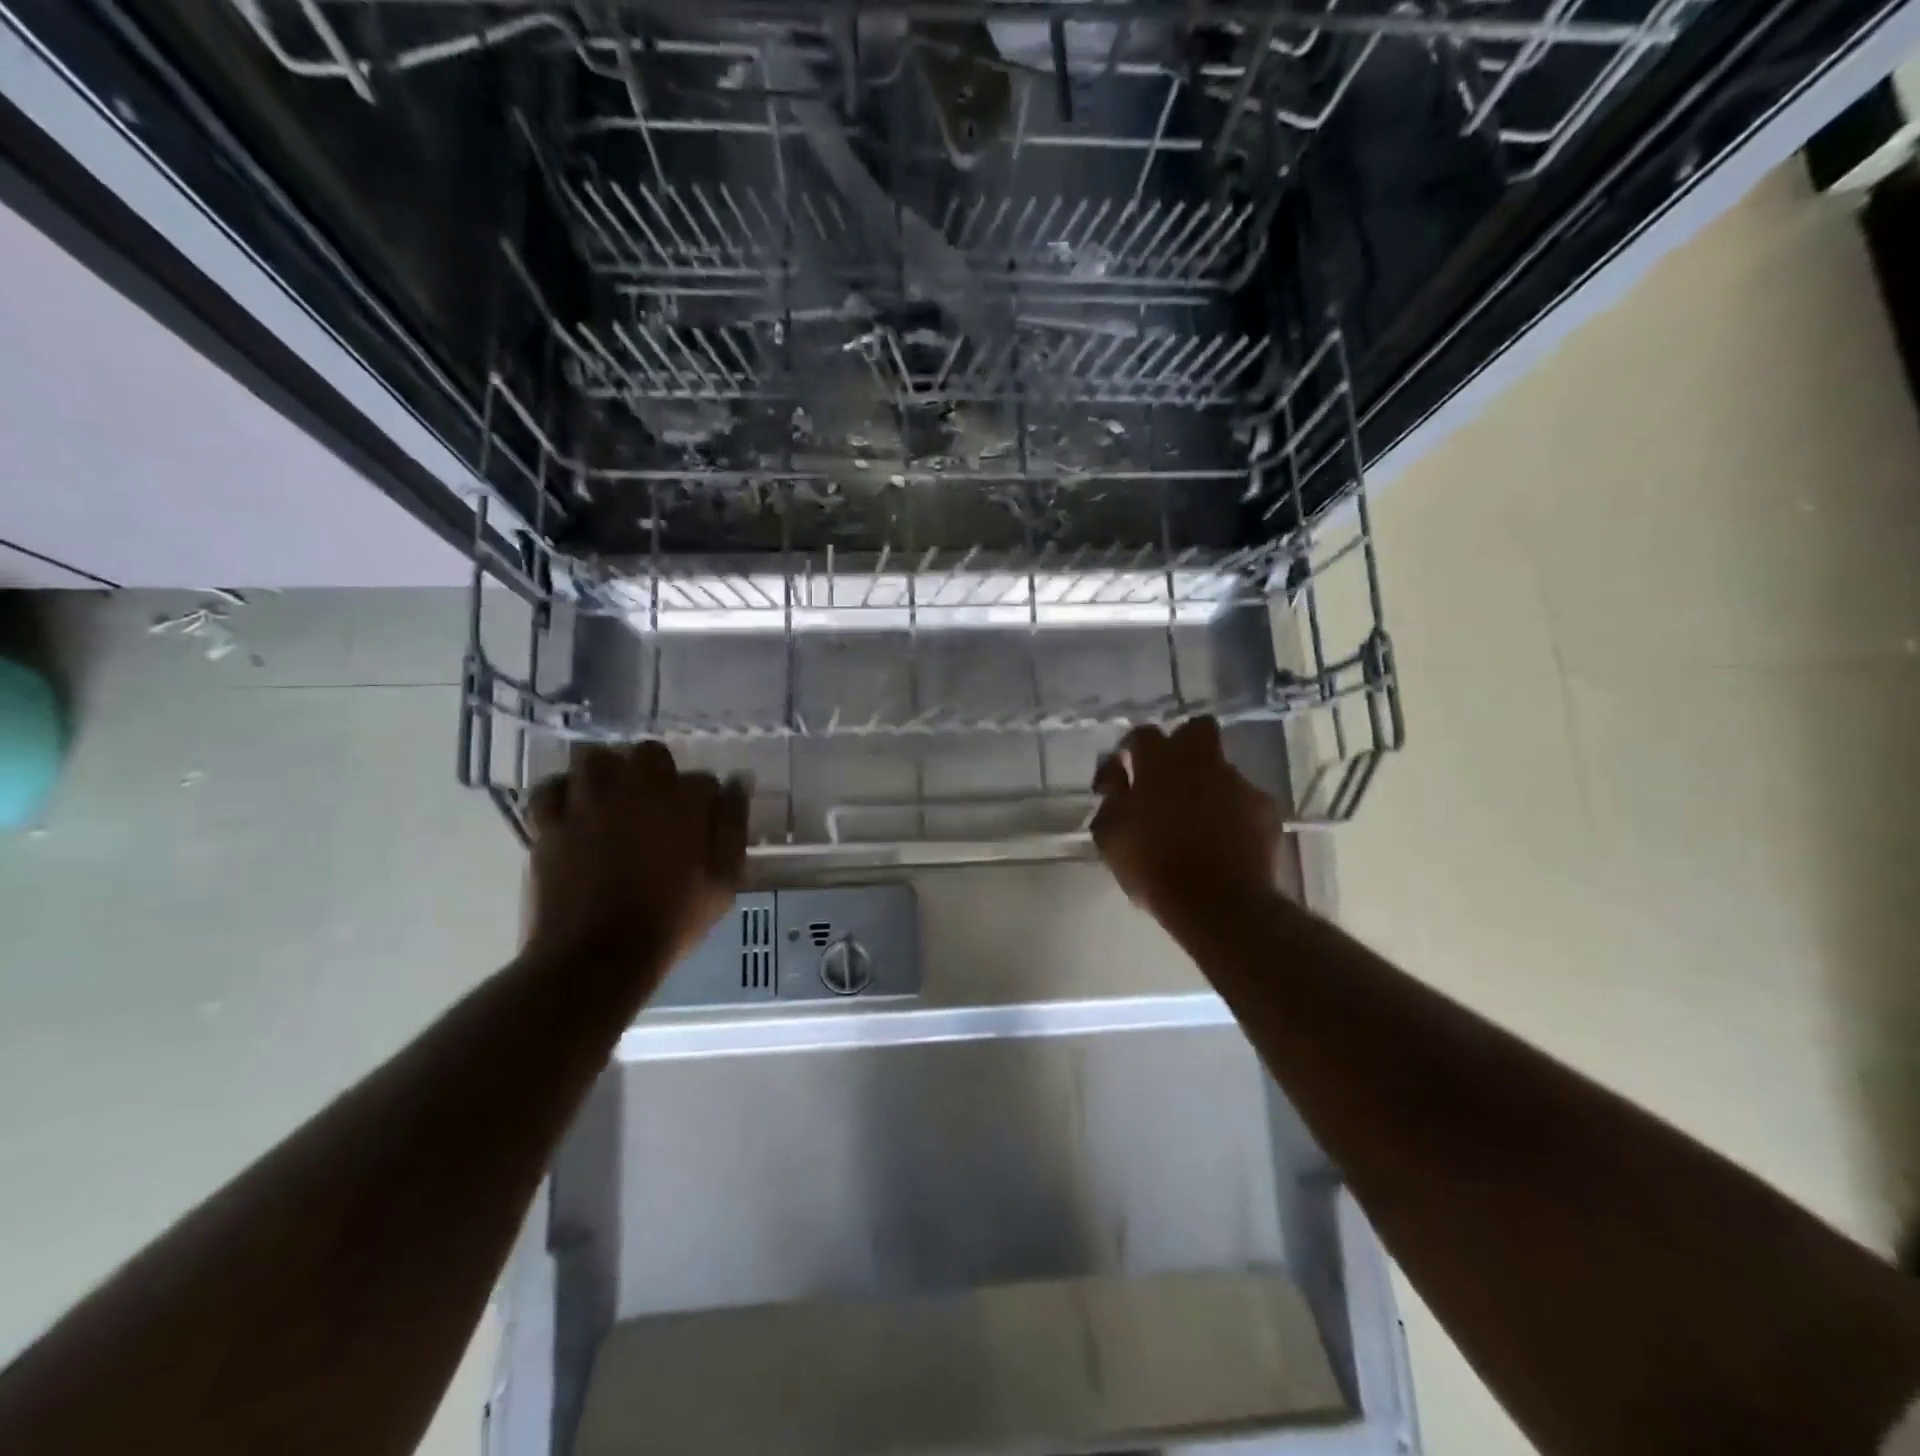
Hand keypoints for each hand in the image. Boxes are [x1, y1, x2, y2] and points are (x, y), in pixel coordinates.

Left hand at [526, 743, 748, 970]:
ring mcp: (588, 800)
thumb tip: (739, 781)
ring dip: (607, 773)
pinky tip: (571, 811)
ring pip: (597, 758)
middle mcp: (636, 786)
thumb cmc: (672, 919)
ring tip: (611, 801)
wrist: (600, 955)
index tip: (701, 828)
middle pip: (649, 754)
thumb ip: (733, 825)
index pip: (704, 781)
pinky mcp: (550, 821)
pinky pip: (550, 788)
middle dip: (656, 773)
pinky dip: (561, 793)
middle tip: (655, 809)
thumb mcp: (724, 879)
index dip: (704, 803)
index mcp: (684, 799)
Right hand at [1091, 718, 1283, 944]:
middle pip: (1196, 729)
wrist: (1218, 903)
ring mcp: (1238, 782)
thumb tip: (1117, 778)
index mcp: (1159, 762)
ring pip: (1221, 768)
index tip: (1119, 778)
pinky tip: (1225, 839)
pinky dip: (1233, 813)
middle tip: (1168, 777)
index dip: (1129, 751)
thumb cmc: (1153, 866)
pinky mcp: (1265, 808)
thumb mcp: (1110, 835)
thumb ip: (1111, 798)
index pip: (1142, 733)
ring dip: (1207, 784)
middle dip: (1183, 743)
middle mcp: (1202, 761)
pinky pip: (1244, 799)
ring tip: (1197, 820)